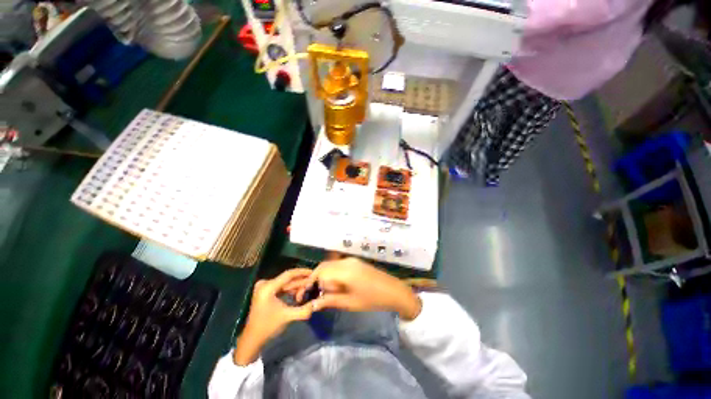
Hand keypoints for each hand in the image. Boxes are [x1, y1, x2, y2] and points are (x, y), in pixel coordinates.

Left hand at [233, 269, 314, 364]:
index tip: (313, 272)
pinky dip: (290, 290)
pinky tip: (298, 294)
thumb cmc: (268, 327)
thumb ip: (303, 310)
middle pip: (287, 279)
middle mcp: (265, 284)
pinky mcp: (265, 292)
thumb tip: (317, 304)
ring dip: (296, 286)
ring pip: (285, 283)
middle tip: (313, 283)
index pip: (289, 274)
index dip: (302, 272)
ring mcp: (264, 287)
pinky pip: (281, 287)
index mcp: (268, 287)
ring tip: (307, 289)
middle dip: (300, 281)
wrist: (252, 339)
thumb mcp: (287, 317)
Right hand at [300, 258, 421, 320]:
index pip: (320, 273)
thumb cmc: (372, 300)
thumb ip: (330, 301)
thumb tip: (312, 304)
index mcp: (343, 271)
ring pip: (331, 265)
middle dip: (315, 278)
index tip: (306, 295)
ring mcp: (351, 260)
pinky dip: (332, 273)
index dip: (310, 283)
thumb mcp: (349, 303)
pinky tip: (334, 284)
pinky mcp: (356, 262)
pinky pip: (338, 265)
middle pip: (324, 266)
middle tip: (313, 293)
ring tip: (322, 290)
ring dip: (323, 275)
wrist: (393, 291)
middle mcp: (345, 262)